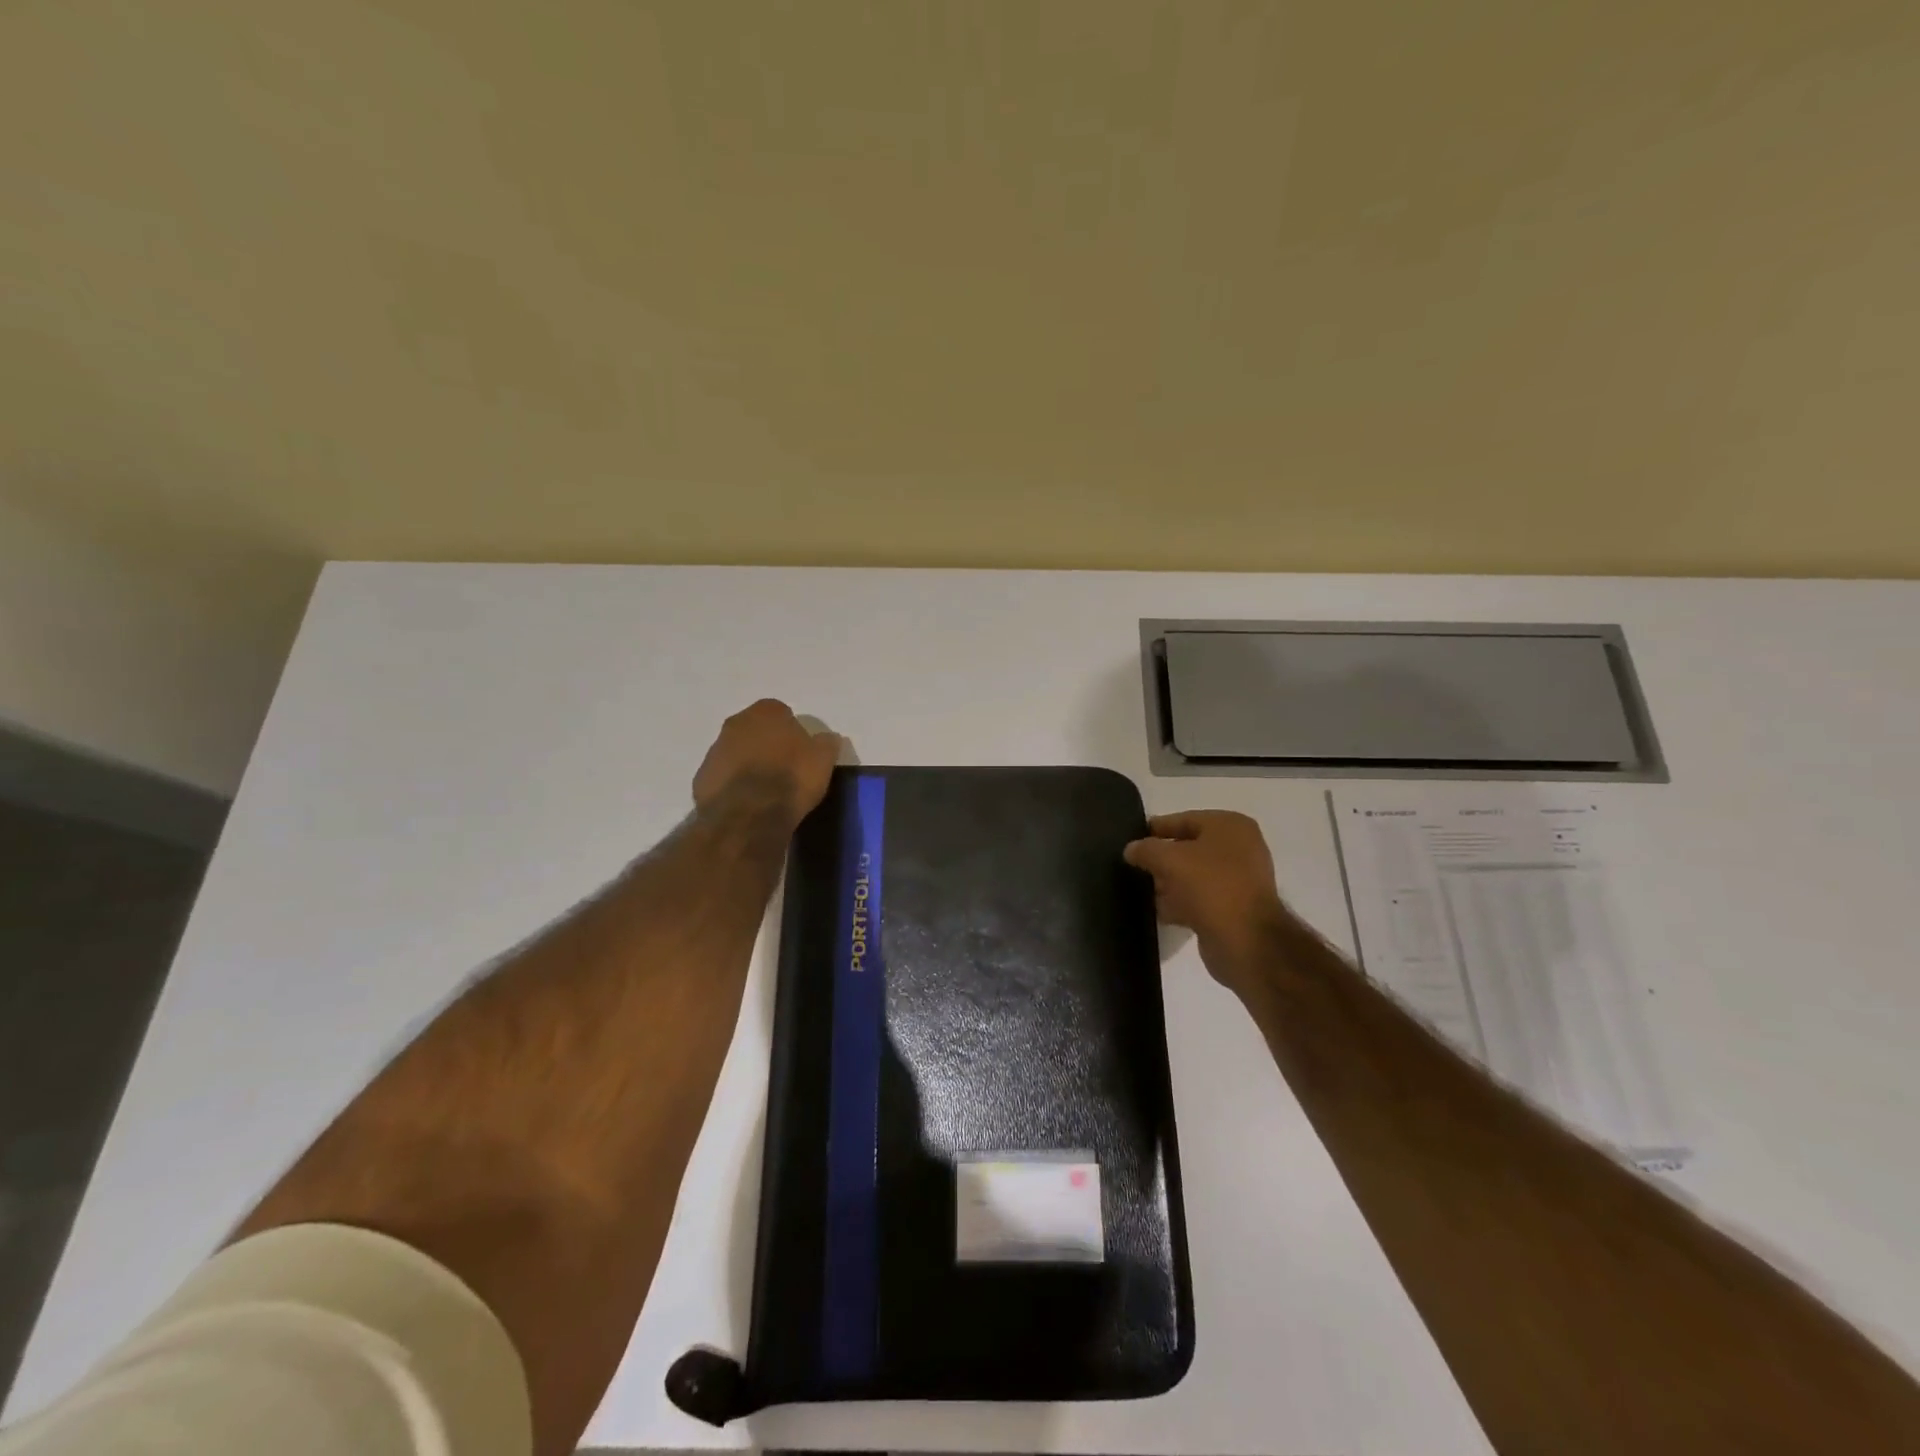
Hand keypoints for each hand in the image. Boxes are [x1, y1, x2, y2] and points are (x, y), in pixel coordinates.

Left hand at [692, 699, 841, 827]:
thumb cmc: (791, 778)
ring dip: (748, 765)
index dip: (792, 732)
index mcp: (766, 711)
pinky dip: (733, 786)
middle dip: (767, 744)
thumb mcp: (823, 759)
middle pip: (755, 730)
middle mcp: (736, 723)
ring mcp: (715, 750)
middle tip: (783, 769)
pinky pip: (723, 777)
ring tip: (765, 791)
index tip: (801, 752)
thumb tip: (827, 739)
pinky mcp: (701, 778)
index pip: (782, 713)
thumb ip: (826, 744)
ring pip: (736, 752)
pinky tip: (748, 804)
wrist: (748, 814)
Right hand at [1124, 811, 1289, 992]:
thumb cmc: (1210, 886)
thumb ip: (1145, 849)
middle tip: (1134, 867)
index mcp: (1230, 826)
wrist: (1246, 940)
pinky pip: (1200, 899)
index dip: (1155, 829)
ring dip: (1169, 883)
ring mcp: (1239, 880)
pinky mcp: (1234, 908)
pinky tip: (1159, 911)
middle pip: (1189, 848)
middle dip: (1161, 859)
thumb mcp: (1169, 859)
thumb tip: (1131, 849)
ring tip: (1141, 891)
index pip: (1184, 820)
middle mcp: (1240, 848)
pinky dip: (1181, 903)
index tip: (1131, 840)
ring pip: (1193, 875)